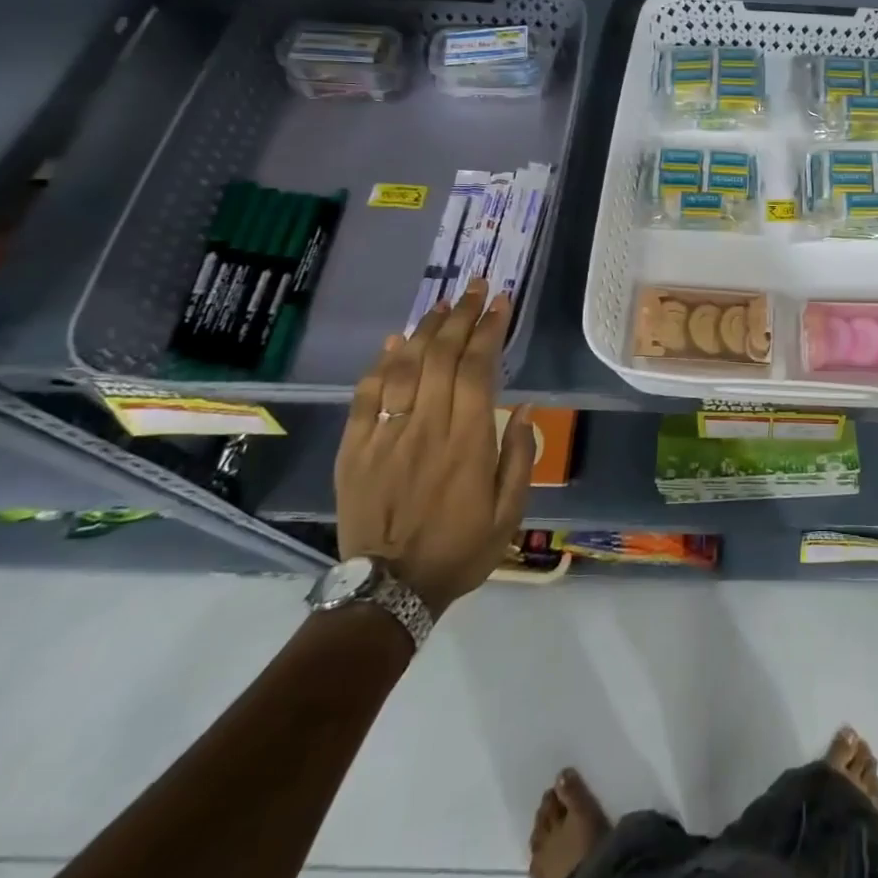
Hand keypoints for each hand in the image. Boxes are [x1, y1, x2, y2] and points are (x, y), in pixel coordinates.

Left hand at [335, 280, 533, 616]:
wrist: (388, 591)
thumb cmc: (460, 550)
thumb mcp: (509, 513)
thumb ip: (518, 457)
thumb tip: (522, 408)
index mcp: (467, 443)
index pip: (477, 369)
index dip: (489, 330)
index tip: (502, 302)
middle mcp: (426, 429)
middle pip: (441, 357)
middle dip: (462, 315)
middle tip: (476, 287)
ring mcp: (385, 437)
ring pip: (404, 368)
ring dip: (425, 329)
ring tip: (443, 304)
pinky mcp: (355, 450)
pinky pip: (366, 397)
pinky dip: (380, 364)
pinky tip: (394, 341)